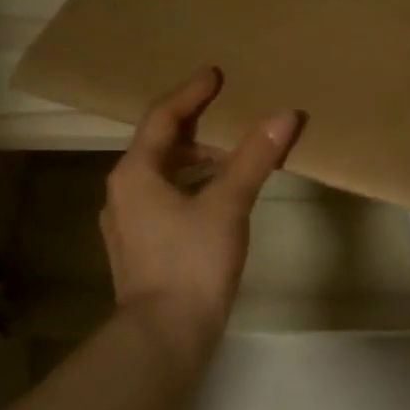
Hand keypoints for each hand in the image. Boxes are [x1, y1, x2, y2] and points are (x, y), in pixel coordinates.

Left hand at [102, 68, 302, 348]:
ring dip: (197, 162)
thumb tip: (286, 115)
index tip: (216, 75)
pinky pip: (166, 200)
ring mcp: (128, 223)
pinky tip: (219, 202)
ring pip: (163, 176)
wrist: (164, 335)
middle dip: (199, 130)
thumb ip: (255, 158)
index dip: (190, 93)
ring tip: (235, 162)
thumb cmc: (192, 262)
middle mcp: (123, 192)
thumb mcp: (227, 205)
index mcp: (135, 173)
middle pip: (161, 146)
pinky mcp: (141, 247)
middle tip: (233, 121)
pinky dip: (192, 188)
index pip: (162, 117)